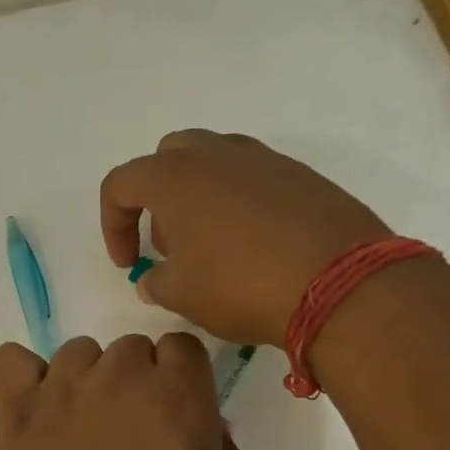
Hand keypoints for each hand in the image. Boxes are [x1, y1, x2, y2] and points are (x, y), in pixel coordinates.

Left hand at [0, 333, 246, 449]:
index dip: (182, 377)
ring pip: (78, 352)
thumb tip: (206, 425)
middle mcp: (121, 377)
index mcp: (179, 395)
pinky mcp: (15, 412)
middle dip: (138, 380)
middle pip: (132, 348)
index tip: (177, 413)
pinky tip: (34, 410)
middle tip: (132, 433)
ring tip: (83, 429)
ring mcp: (62, 390)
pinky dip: (22, 377)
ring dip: (88, 379)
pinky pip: (9, 360)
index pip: (182, 346)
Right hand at [99, 131, 391, 345]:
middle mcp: (216, 154)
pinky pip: (254, 179)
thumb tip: (153, 279)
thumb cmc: (241, 286)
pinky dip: (241, 205)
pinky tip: (256, 246)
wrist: (337, 282)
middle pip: (168, 159)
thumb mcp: (183, 295)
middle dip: (158, 200)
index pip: (121, 185)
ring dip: (200, 199)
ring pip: (214, 164)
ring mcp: (263, 159)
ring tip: (214, 249)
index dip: (112, 225)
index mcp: (174, 176)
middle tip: (171, 246)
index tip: (128, 264)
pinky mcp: (300, 174)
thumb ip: (157, 283)